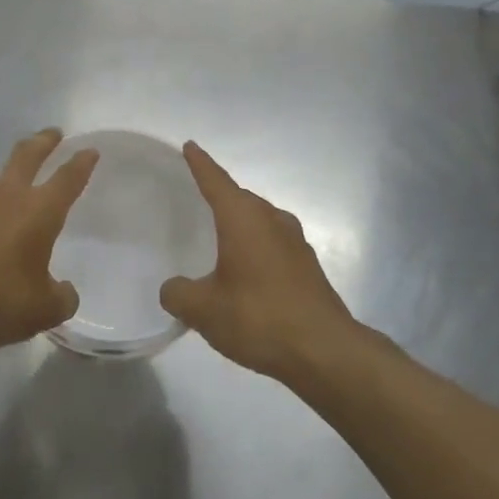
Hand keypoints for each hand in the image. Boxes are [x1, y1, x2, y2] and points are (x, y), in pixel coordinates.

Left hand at [0, 129, 97, 354]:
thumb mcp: (45, 310)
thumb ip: (62, 297)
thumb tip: (64, 291)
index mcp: (39, 211)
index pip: (67, 178)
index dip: (81, 163)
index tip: (89, 150)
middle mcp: (8, 198)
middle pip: (27, 156)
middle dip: (43, 142)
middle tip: (54, 133)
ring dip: (12, 171)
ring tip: (19, 177)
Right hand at [161, 142, 363, 381]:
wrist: (326, 352)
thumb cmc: (259, 318)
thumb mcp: (204, 310)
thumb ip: (179, 294)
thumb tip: (173, 289)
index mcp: (244, 219)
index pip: (216, 181)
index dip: (200, 164)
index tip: (190, 146)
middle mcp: (272, 220)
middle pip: (240, 198)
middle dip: (220, 195)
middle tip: (196, 198)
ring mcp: (295, 243)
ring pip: (260, 221)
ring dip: (240, 225)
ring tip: (219, 238)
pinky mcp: (308, 267)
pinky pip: (273, 244)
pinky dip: (256, 248)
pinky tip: (245, 272)